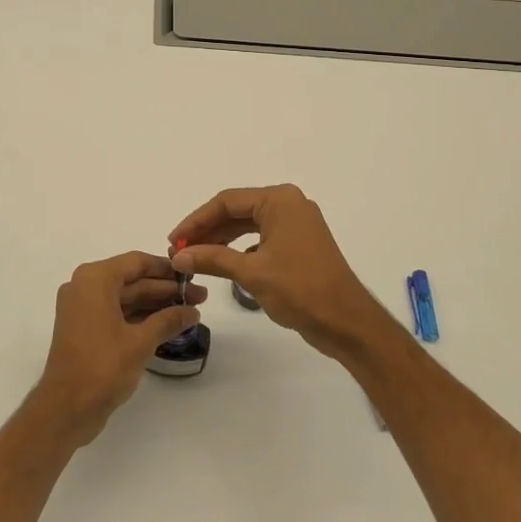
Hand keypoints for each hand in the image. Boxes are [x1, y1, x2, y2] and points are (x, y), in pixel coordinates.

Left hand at [32, 252, 206, 443]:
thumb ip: (168, 321)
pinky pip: (118, 313)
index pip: (137, 262)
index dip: (167, 268)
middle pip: (133, 280)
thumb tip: (193, 311)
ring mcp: (85, 309)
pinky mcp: (86, 329)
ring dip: (156, 305)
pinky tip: (169, 325)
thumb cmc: (102, 368)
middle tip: (200, 297)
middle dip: (166, 289)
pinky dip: (142, 318)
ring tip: (190, 311)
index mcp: (94, 279)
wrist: (65, 410)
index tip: (193, 274)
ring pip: (127, 298)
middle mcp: (86, 287)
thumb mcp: (140, 342)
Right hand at [170, 185, 394, 360]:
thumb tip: (178, 256)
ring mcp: (297, 224)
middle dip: (207, 230)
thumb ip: (212, 258)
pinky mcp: (300, 243)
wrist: (347, 322)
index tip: (174, 240)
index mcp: (279, 200)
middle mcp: (289, 204)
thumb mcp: (251, 273)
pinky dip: (240, 249)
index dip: (196, 221)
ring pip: (248, 225)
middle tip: (180, 251)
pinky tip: (224, 264)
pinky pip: (262, 238)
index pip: (226, 201)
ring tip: (195, 258)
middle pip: (237, 211)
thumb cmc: (300, 289)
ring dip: (221, 240)